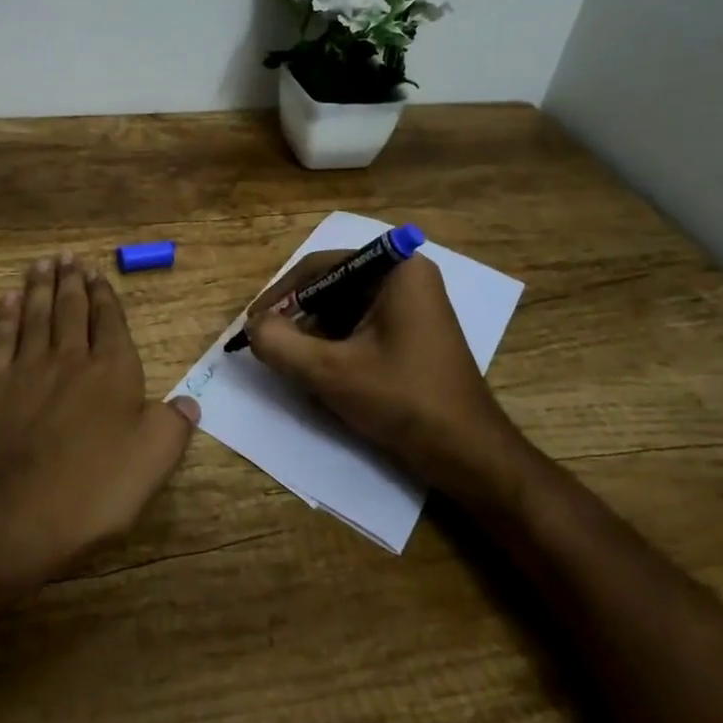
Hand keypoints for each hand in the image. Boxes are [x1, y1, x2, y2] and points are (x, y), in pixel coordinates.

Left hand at [0, 253, 198, 590]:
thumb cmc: (91, 491)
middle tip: (69, 257)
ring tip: (43, 264)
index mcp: (111, 372)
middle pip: (70, 310)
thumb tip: (189, 401)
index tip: (98, 273)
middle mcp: (68, 359)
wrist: (11, 518)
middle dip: (72, 282)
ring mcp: (24, 370)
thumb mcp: (152, 463)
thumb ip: (174, 426)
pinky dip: (3, 317)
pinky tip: (6, 301)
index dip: (105, 296)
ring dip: (39, 288)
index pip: (110, 322)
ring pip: (34, 316)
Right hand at [246, 250, 522, 495]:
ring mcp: (413, 305)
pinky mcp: (413, 332)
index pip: (321, 267)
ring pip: (344, 310)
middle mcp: (407, 276)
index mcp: (396, 269)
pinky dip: (337, 347)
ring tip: (293, 365)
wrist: (470, 455)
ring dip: (315, 336)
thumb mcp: (331, 372)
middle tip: (269, 346)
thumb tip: (253, 327)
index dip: (281, 294)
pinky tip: (323, 376)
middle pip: (332, 287)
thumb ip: (280, 344)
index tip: (253, 323)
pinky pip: (362, 327)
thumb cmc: (404, 401)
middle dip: (299, 318)